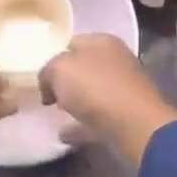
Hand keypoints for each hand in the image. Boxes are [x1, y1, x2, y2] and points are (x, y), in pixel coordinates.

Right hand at [40, 34, 176, 166]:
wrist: (134, 125)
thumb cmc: (95, 88)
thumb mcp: (58, 69)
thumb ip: (47, 71)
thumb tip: (49, 86)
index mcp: (102, 41)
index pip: (72, 42)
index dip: (54, 56)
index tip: (42, 76)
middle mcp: (117, 60)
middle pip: (84, 67)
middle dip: (66, 81)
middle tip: (49, 97)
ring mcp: (125, 88)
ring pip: (93, 92)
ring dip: (76, 103)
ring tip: (57, 116)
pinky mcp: (128, 115)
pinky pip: (99, 117)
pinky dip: (83, 125)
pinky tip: (66, 135)